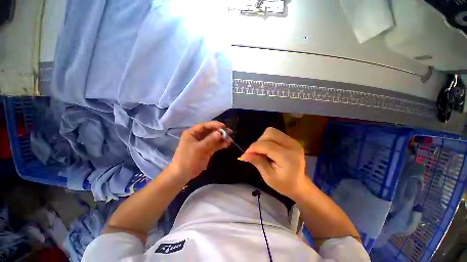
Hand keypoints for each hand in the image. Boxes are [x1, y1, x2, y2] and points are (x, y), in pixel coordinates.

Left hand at [169, 121, 230, 181]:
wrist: (183, 174)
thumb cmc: (188, 159)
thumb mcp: (198, 149)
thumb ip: (210, 140)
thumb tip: (220, 133)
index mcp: (192, 133)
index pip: (204, 126)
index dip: (214, 125)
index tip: (224, 126)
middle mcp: (198, 136)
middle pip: (210, 131)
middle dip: (220, 132)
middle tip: (230, 133)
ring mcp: (203, 143)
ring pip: (214, 138)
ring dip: (222, 138)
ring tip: (230, 140)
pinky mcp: (207, 149)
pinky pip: (215, 145)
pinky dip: (221, 144)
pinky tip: (227, 144)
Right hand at [238, 127, 307, 199]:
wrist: (299, 185)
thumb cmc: (284, 185)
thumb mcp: (268, 177)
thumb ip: (257, 162)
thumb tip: (243, 155)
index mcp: (288, 157)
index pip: (267, 145)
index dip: (253, 148)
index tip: (245, 154)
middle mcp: (292, 145)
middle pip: (270, 133)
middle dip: (259, 142)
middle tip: (256, 153)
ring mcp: (293, 141)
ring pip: (272, 131)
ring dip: (263, 140)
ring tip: (262, 152)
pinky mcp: (292, 140)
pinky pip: (276, 134)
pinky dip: (268, 140)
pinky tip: (268, 150)